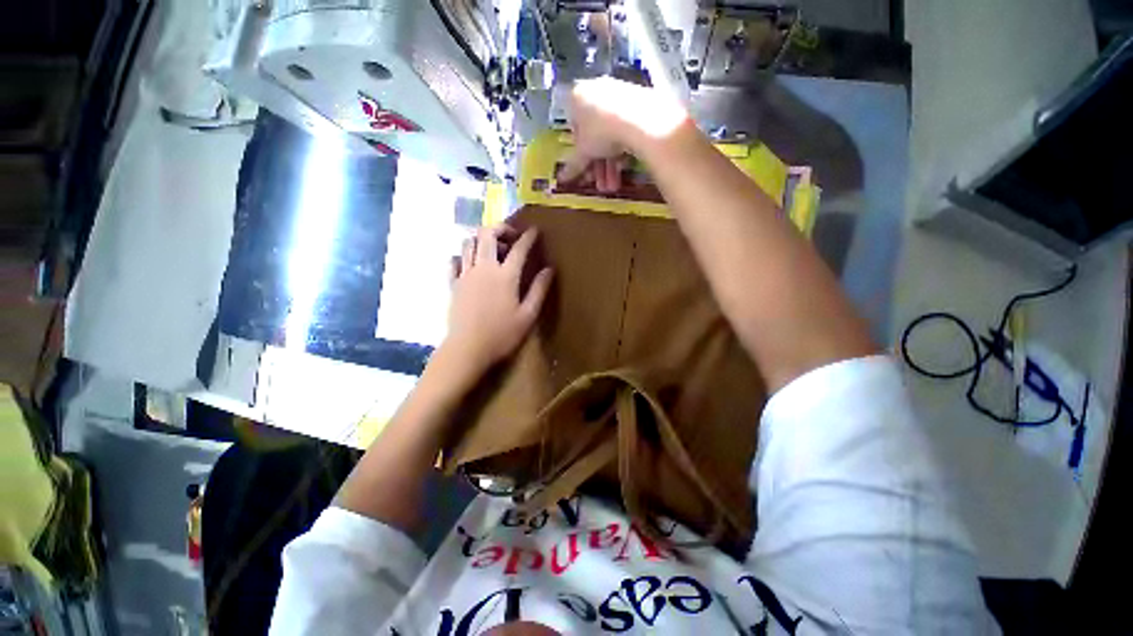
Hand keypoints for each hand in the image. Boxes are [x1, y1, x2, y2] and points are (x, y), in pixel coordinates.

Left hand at [441, 225, 553, 380]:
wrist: (467, 349)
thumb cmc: (502, 334)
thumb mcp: (528, 315)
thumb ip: (539, 289)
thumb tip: (550, 269)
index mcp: (505, 276)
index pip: (519, 248)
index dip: (528, 237)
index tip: (535, 230)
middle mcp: (484, 268)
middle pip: (487, 235)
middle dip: (500, 228)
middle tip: (511, 236)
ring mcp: (465, 275)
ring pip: (468, 243)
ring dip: (481, 239)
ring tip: (493, 249)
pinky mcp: (453, 284)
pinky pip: (455, 261)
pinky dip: (464, 256)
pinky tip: (472, 264)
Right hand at [557, 77, 691, 185]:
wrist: (639, 119)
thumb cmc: (600, 132)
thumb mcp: (584, 153)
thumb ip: (573, 165)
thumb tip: (562, 178)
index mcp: (576, 97)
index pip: (572, 128)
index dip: (578, 152)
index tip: (583, 168)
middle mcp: (596, 91)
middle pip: (594, 134)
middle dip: (597, 164)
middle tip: (600, 183)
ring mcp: (618, 94)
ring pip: (610, 135)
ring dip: (610, 164)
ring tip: (612, 185)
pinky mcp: (638, 102)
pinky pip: (625, 130)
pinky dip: (624, 151)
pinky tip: (624, 168)